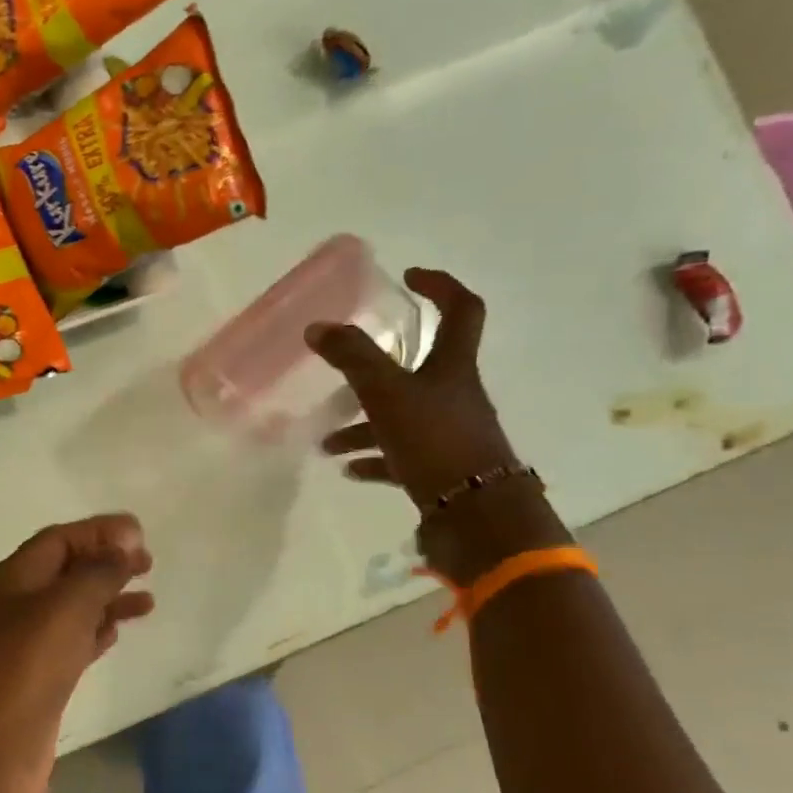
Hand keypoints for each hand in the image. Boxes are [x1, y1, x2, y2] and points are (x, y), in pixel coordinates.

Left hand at [0, 514, 154, 792]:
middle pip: (67, 570)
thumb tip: (126, 542)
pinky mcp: (42, 680)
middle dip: (106, 561)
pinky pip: (75, 642)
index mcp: (17, 577)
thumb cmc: (25, 665)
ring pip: (74, 608)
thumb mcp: (66, 606)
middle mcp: (20, 605)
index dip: (99, 531)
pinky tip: (119, 631)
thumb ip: (99, 571)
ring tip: (148, 599)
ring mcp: (29, 645)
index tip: (141, 533)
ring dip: (108, 597)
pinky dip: (99, 631)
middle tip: (149, 563)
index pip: (60, 538)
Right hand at [307, 268, 516, 512]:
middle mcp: (455, 396)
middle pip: (419, 370)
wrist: (475, 513)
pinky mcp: (440, 470)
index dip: (439, 287)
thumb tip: (317, 327)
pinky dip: (374, 459)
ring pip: (401, 418)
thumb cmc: (434, 440)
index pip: (460, 310)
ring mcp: (448, 435)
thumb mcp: (386, 392)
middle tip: (343, 375)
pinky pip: (401, 457)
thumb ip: (352, 357)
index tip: (408, 278)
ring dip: (364, 426)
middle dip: (376, 372)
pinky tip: (348, 469)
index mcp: (452, 367)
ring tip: (328, 442)